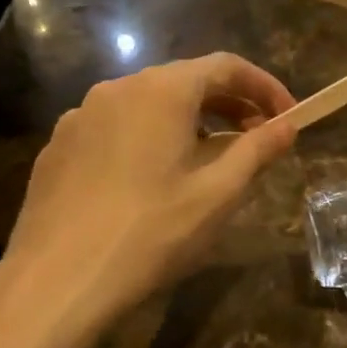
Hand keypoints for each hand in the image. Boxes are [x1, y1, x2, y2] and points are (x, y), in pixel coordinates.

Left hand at [0, 54, 294, 333]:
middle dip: (230, 105)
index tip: (288, 117)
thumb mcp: (219, 194)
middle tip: (258, 138)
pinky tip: (154, 180)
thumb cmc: (151, 232)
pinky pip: (117, 128)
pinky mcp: (59, 146)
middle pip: (186, 81)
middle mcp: (118, 88)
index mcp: (162, 91)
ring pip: (149, 104)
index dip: (265, 87)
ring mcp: (81, 116)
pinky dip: (150, 138)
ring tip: (210, 161)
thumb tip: (288, 126)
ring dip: (191, 122)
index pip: (226, 66)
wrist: (57, 281)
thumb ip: (258, 150)